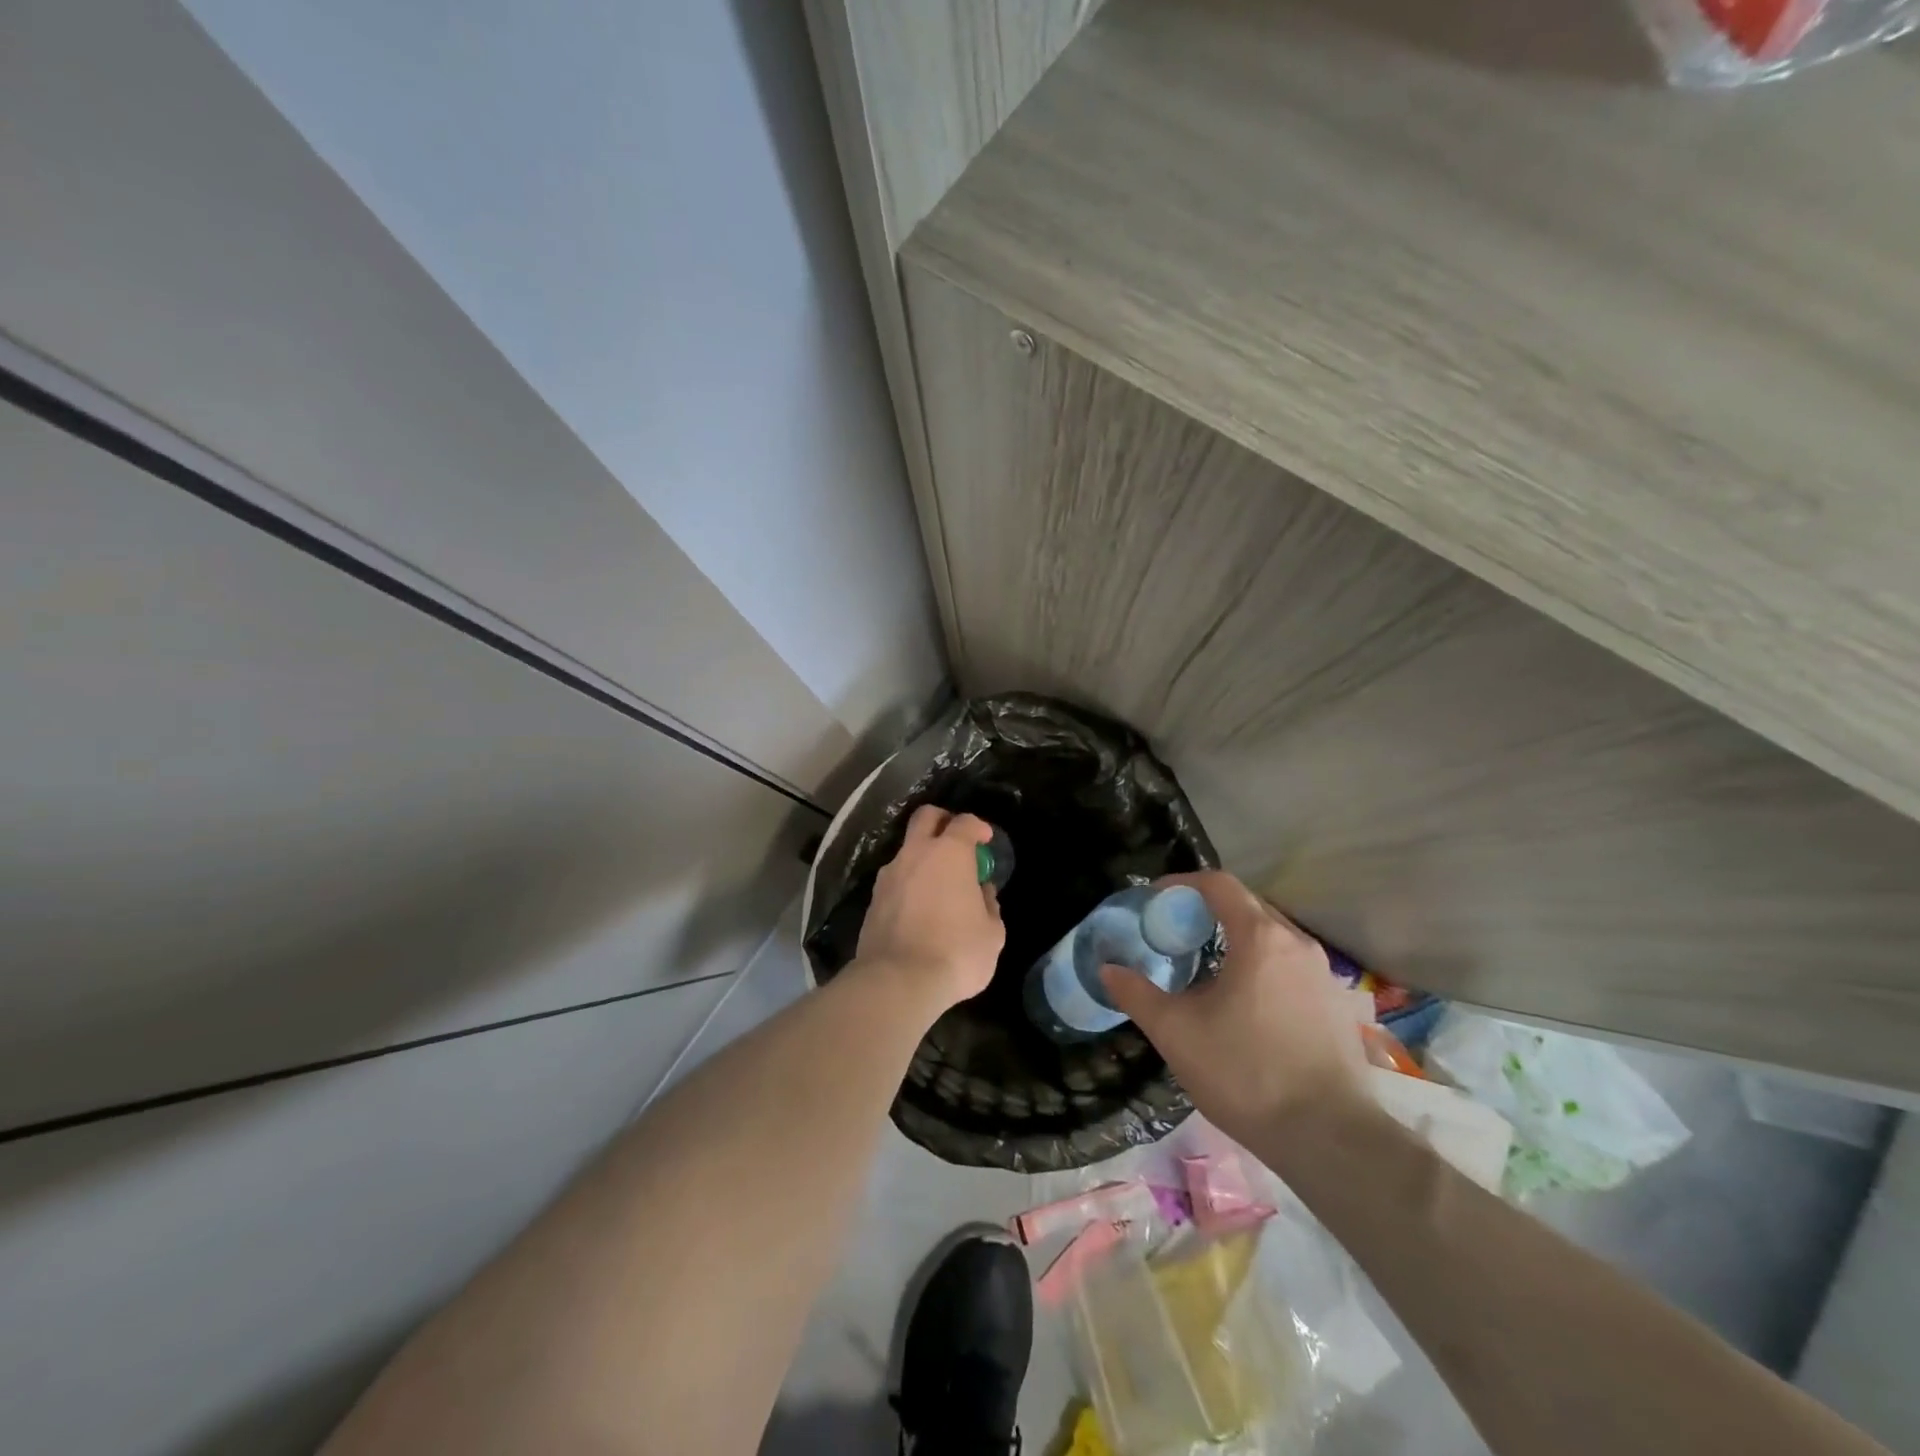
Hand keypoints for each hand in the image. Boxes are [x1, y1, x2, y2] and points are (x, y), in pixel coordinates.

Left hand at [855, 806, 1005, 1008]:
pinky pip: (894, 880)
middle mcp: (915, 854)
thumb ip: (989, 906)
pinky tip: (918, 907)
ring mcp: (889, 875)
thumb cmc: (956, 952)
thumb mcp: (991, 934)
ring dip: (922, 857)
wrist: (898, 981)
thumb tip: (981, 893)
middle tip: (955, 838)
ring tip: (937, 883)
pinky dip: (908, 884)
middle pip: (925, 817)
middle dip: (941, 820)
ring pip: (906, 850)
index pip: (965, 822)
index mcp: (949, 853)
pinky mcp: (872, 900)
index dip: (978, 827)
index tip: (985, 839)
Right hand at [1102, 870, 1367, 1145]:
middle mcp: (1297, 943)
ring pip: (1273, 936)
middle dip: (1208, 909)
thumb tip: (1107, 970)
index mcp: (1260, 937)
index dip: (1182, 883)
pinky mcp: (1338, 1005)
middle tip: (1175, 931)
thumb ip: (1137, 994)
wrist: (1330, 1139)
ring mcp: (1324, 974)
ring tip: (1207, 966)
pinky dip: (1263, 965)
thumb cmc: (1246, 1073)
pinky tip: (1246, 1003)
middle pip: (1248, 905)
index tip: (1155, 898)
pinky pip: (1292, 965)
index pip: (1219, 884)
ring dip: (1238, 938)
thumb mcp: (1176, 1033)